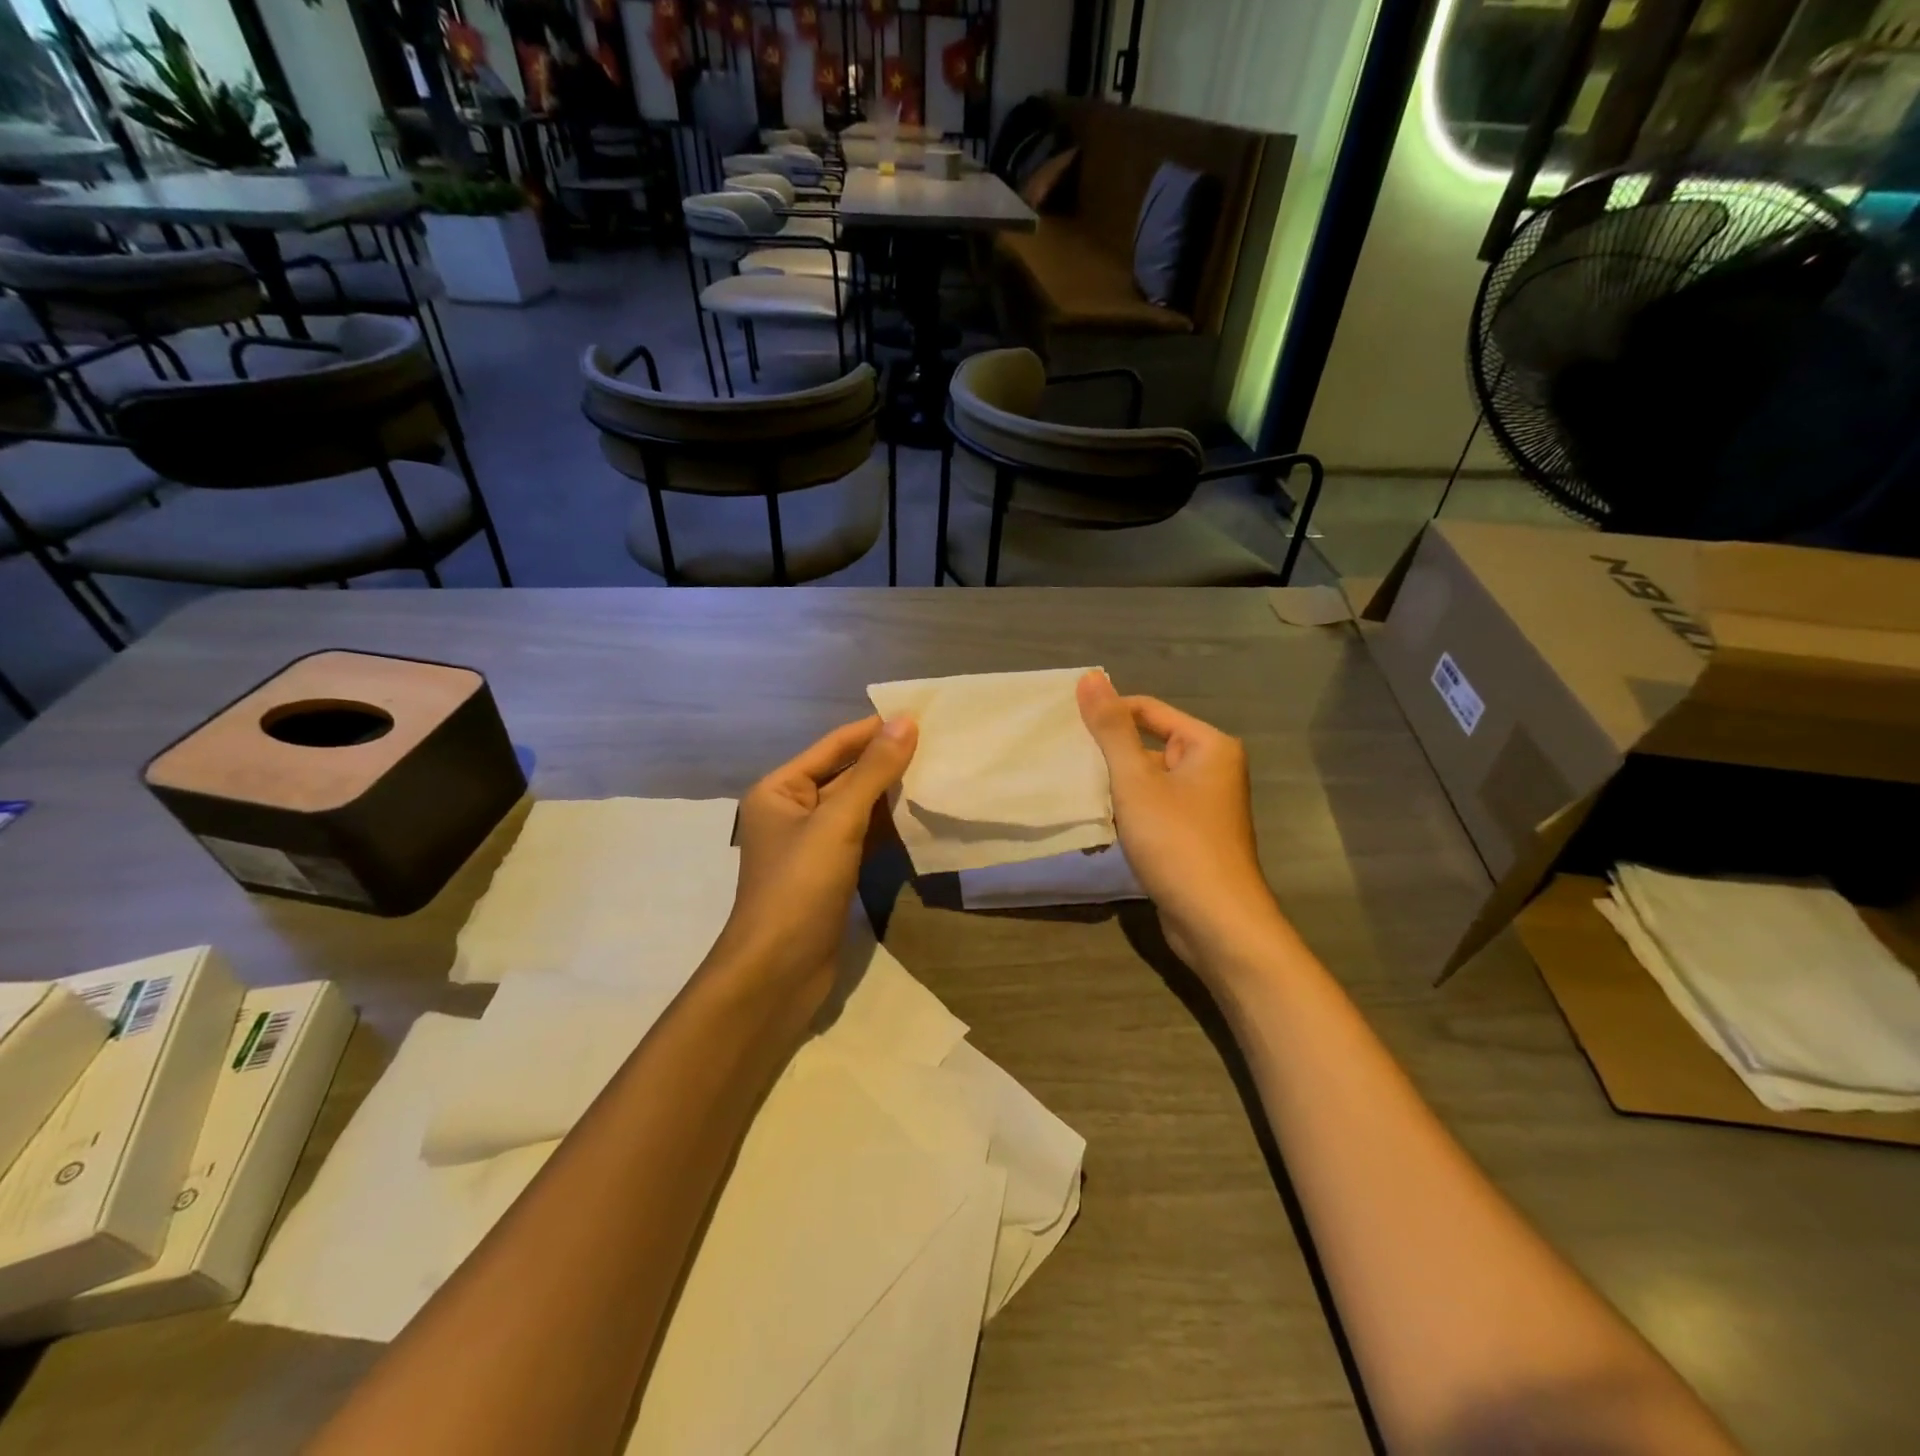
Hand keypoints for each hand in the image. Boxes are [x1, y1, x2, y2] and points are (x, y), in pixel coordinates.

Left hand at [707, 715, 917, 1013]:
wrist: (778, 972)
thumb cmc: (800, 887)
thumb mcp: (838, 822)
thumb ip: (873, 772)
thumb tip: (905, 721)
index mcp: (780, 789)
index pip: (834, 746)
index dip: (874, 730)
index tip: (921, 716)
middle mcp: (792, 811)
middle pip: (846, 775)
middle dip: (887, 762)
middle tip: (939, 746)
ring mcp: (812, 845)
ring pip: (858, 808)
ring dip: (892, 795)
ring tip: (938, 775)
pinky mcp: (830, 874)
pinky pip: (863, 838)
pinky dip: (889, 828)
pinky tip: (921, 819)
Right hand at [1076, 671, 1283, 969]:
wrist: (1216, 921)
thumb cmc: (1177, 842)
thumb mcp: (1136, 781)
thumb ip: (1111, 729)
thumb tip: (1091, 677)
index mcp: (1208, 745)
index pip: (1147, 710)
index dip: (1106, 715)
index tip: (1064, 727)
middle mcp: (1212, 768)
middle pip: (1147, 744)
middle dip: (1108, 755)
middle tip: (1063, 760)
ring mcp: (1203, 805)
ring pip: (1148, 780)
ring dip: (1115, 786)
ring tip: (1073, 789)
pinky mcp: (1192, 835)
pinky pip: (1154, 809)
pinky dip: (1128, 812)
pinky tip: (1098, 822)